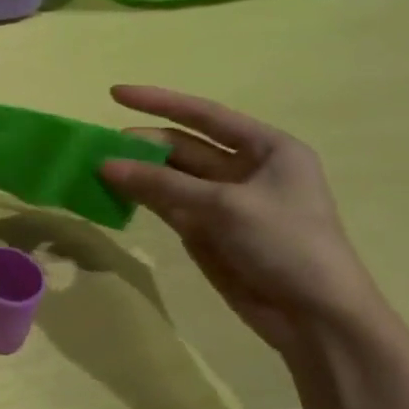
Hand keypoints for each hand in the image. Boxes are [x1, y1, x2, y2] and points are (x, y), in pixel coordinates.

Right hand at [99, 85, 389, 356]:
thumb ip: (162, 184)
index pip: (204, 115)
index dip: (159, 101)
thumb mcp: (224, 206)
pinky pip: (165, 203)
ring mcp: (222, 200)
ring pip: (169, 176)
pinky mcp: (205, 229)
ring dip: (136, 170)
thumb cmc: (286, 244)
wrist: (313, 315)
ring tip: (95, 166)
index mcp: (268, 149)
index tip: (114, 93)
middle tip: (97, 145)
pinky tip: (111, 191)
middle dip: (142, 143)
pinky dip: (139, 197)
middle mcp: (245, 168)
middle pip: (182, 146)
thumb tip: (104, 165)